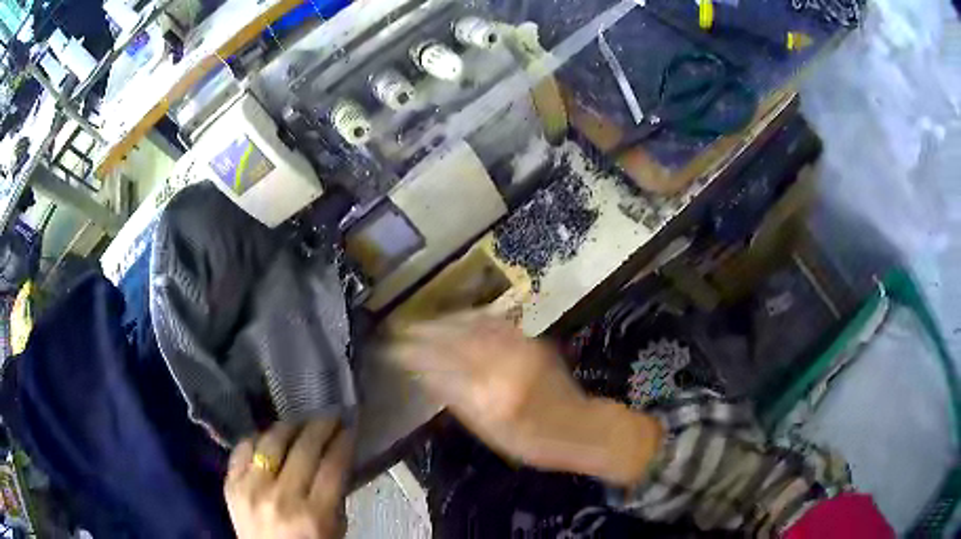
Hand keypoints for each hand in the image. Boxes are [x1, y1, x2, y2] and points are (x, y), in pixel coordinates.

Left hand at [225, 421, 353, 538]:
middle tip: (331, 416)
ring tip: (301, 423)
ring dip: (289, 426)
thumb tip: (336, 457)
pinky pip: (243, 448)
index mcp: (313, 516)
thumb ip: (335, 495)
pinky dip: (258, 439)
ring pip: (271, 441)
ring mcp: (251, 489)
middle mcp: (281, 498)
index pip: (332, 466)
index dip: (343, 441)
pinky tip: (269, 438)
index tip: (349, 426)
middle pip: (304, 448)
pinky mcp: (230, 484)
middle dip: (321, 426)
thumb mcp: (334, 529)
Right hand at [387, 313, 662, 486]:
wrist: (579, 427)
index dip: (413, 355)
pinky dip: (468, 317)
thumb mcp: (489, 433)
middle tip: (399, 330)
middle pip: (455, 340)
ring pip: (472, 325)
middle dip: (423, 332)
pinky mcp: (530, 340)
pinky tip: (455, 318)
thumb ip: (456, 402)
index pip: (442, 366)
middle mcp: (505, 366)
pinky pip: (493, 322)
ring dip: (443, 321)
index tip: (391, 349)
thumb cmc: (532, 442)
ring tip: (420, 322)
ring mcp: (520, 348)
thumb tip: (424, 375)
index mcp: (491, 396)